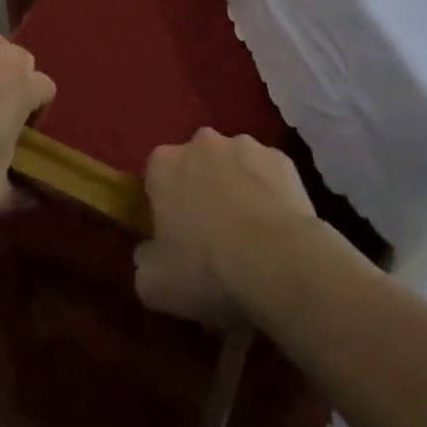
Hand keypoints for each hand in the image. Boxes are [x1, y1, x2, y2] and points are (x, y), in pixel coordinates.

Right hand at [134, 129, 318, 329]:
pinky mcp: (282, 158)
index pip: (155, 178)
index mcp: (164, 163)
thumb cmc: (207, 269)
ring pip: (233, 167)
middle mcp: (202, 143)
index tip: (173, 237)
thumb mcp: (153, 284)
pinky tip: (276, 229)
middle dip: (200, 191)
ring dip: (235, 189)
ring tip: (249, 236)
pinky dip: (268, 194)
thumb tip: (151, 251)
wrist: (280, 263)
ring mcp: (246, 146)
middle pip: (195, 166)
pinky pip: (267, 175)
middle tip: (211, 237)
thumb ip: (144, 259)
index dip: (163, 207)